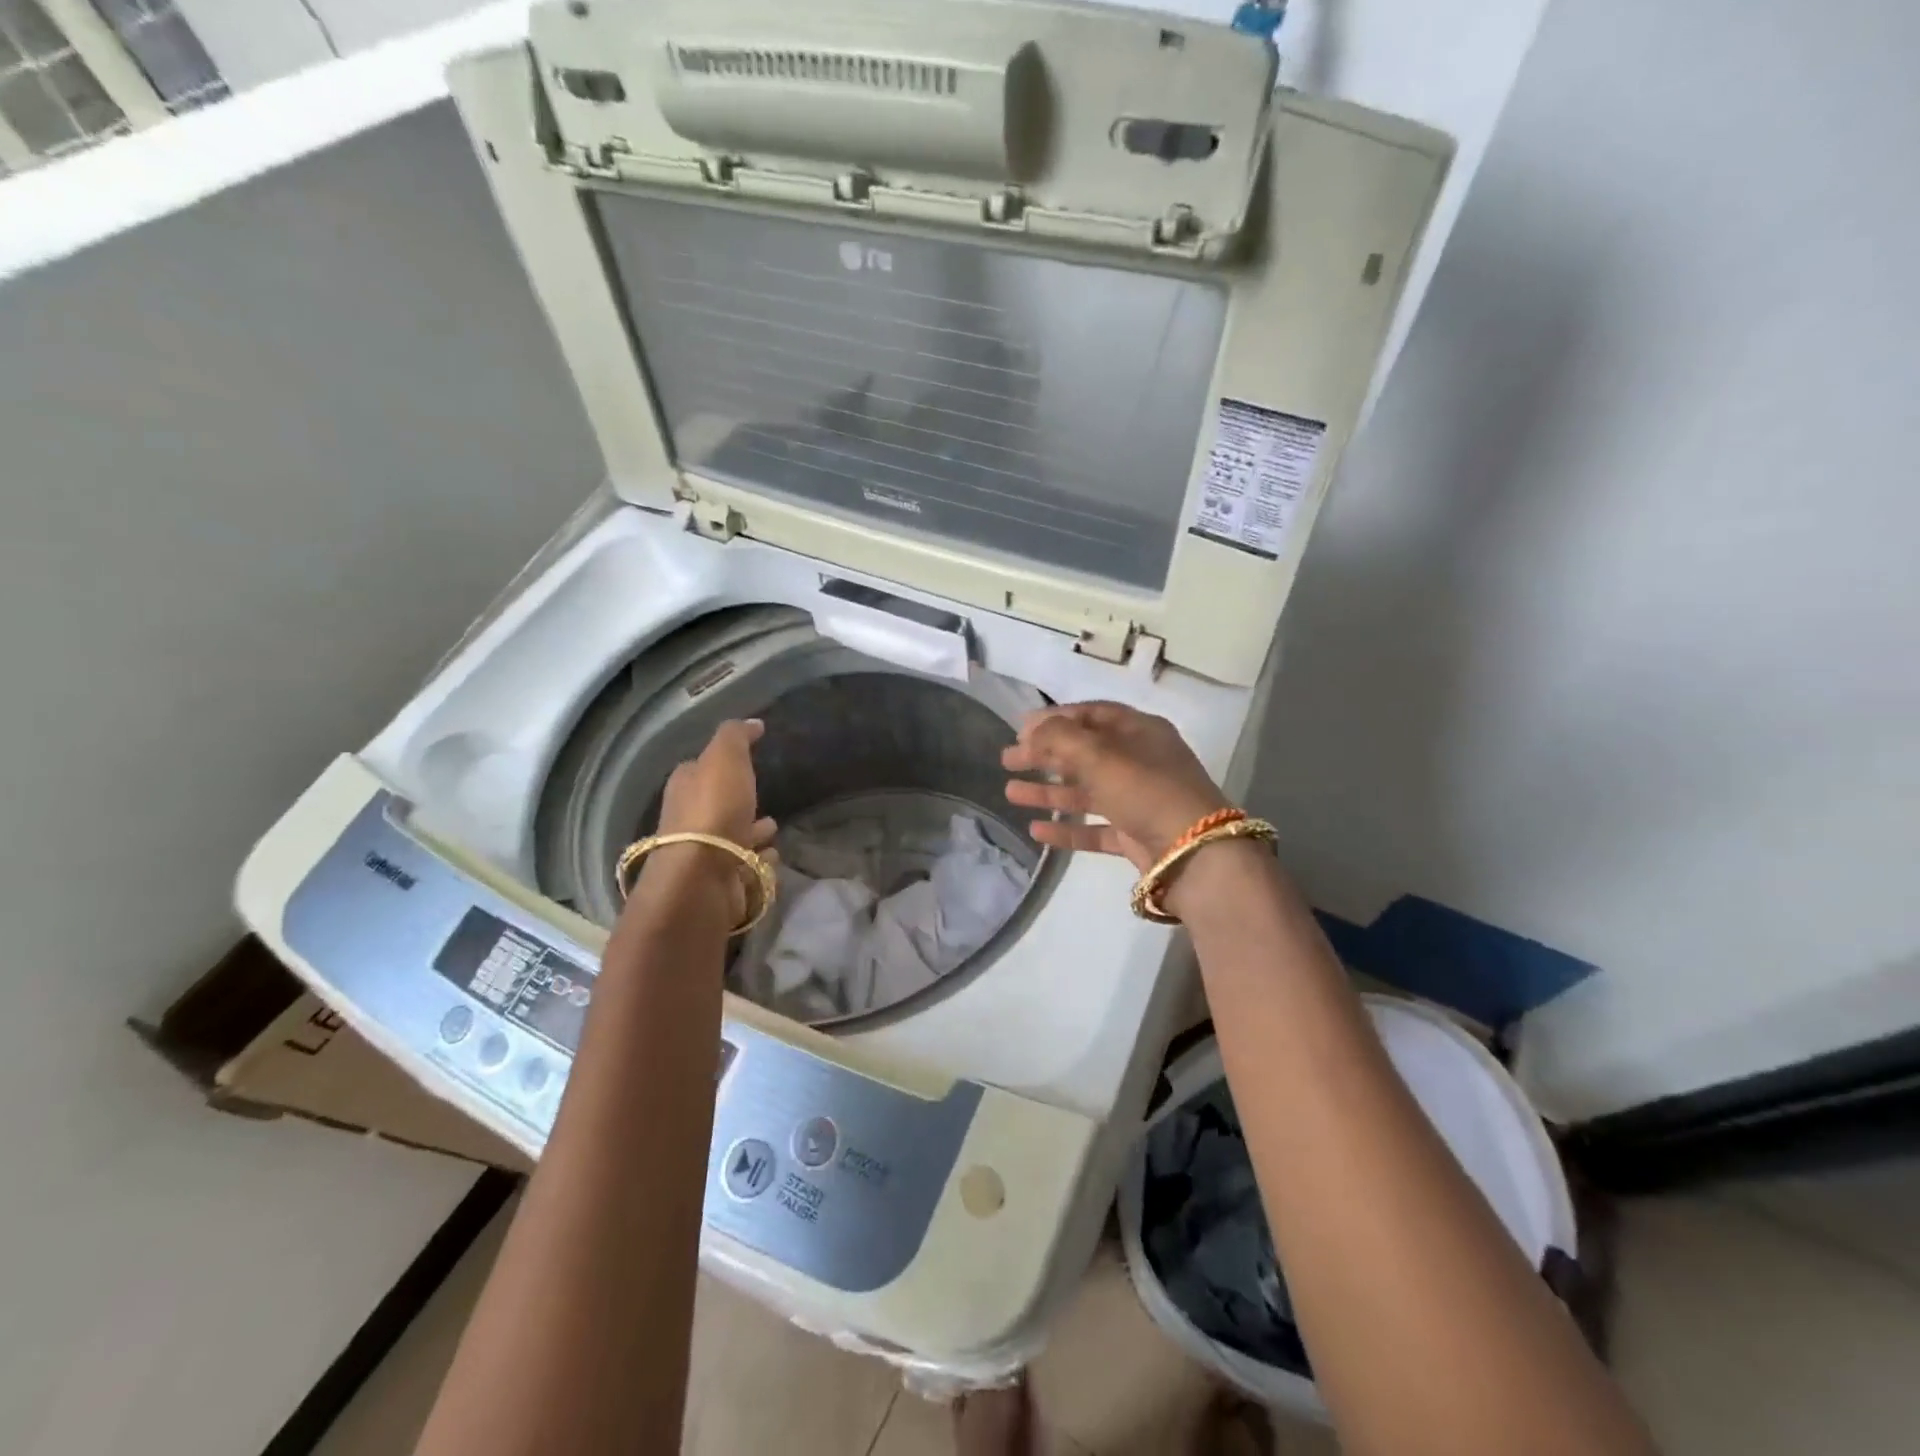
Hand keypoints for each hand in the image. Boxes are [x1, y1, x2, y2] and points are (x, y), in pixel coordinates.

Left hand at [641, 719, 777, 923]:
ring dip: (752, 833)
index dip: (720, 764)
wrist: (702, 878)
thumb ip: (736, 737)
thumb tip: (753, 723)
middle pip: (717, 806)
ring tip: (774, 829)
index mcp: (685, 787)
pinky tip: (772, 857)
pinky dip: (759, 861)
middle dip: (738, 802)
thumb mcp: (725, 759)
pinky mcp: (723, 882)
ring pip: (734, 838)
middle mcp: (690, 821)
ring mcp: (706, 855)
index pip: (699, 769)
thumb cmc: (713, 811)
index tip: (745, 760)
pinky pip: (747, 867)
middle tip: (763, 799)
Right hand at [1002, 703, 1230, 871]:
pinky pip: (1093, 828)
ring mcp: (1138, 800)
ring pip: (1085, 792)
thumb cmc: (1146, 789)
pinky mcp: (1135, 836)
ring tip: (1010, 793)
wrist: (1194, 853)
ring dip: (1048, 792)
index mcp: (1139, 731)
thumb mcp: (1100, 754)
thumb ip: (1060, 738)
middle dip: (1044, 755)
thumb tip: (1032, 729)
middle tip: (1008, 760)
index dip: (1055, 718)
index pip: (1091, 714)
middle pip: (1084, 752)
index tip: (1020, 728)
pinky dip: (1066, 828)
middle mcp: (1139, 762)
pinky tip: (1036, 830)